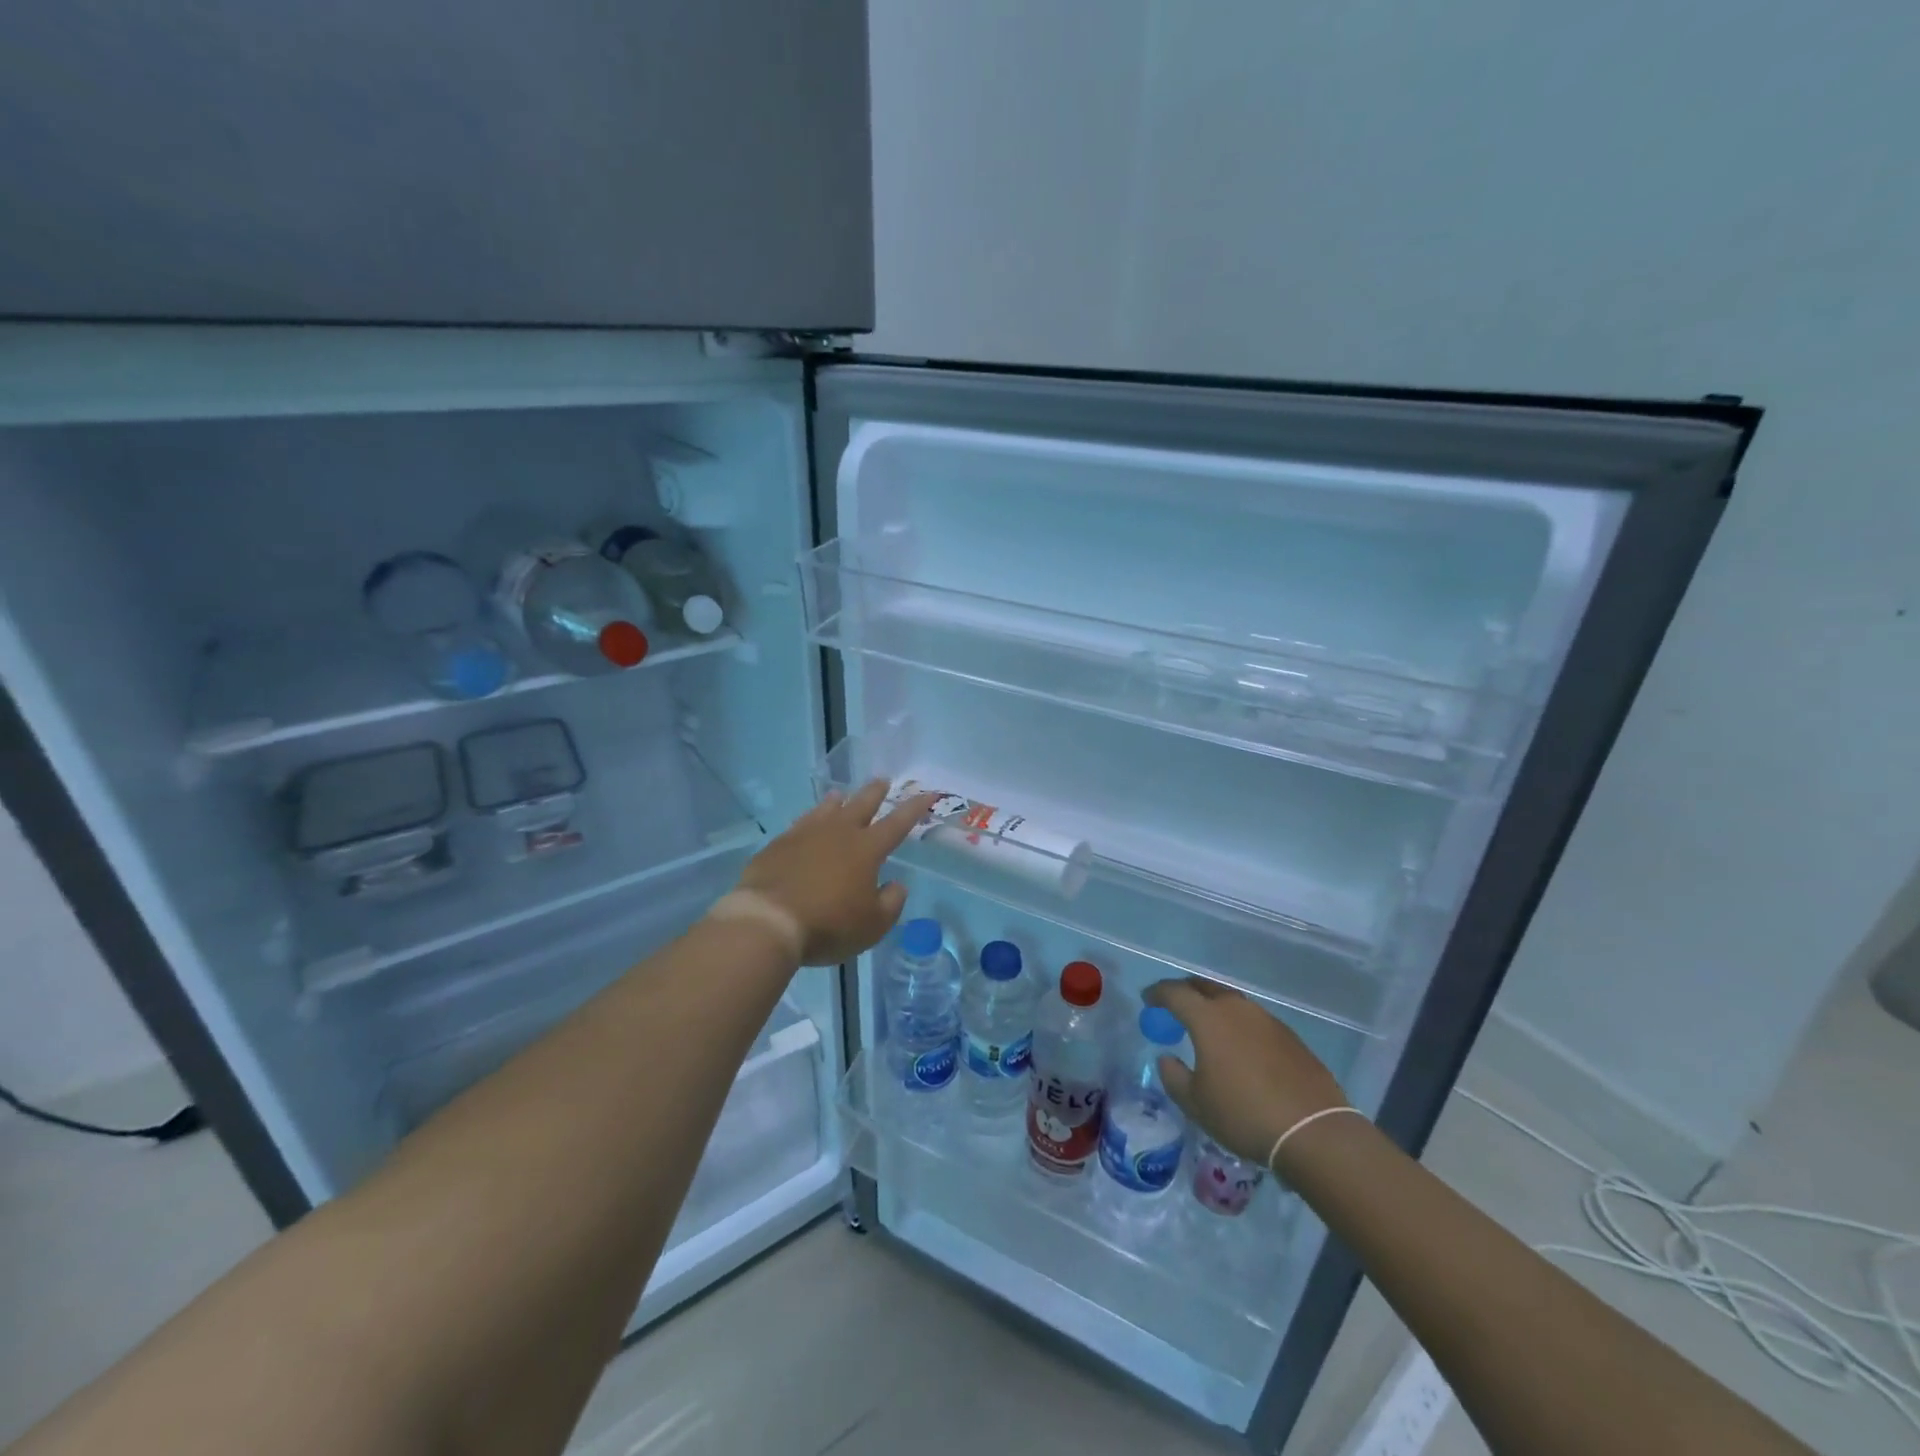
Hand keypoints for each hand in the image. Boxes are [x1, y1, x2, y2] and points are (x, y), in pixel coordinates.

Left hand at [733, 780, 937, 965]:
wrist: (768, 920)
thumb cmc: (828, 924)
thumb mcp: (873, 925)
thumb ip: (891, 902)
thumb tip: (897, 884)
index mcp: (867, 849)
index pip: (898, 823)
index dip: (915, 808)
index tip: (928, 793)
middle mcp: (839, 833)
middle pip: (861, 804)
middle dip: (876, 792)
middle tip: (883, 780)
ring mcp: (806, 834)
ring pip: (827, 809)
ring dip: (838, 800)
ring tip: (841, 794)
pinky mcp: (779, 844)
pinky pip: (801, 824)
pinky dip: (810, 819)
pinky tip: (807, 822)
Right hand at [1144, 978, 1348, 1165]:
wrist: (1313, 1131)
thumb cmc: (1244, 1114)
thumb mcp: (1196, 1104)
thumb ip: (1173, 1076)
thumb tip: (1167, 1058)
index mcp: (1208, 1018)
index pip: (1174, 993)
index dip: (1157, 994)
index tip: (1148, 1001)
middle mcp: (1236, 1009)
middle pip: (1204, 987)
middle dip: (1185, 991)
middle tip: (1174, 1005)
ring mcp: (1267, 1020)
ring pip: (1232, 1001)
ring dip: (1214, 1007)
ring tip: (1207, 1026)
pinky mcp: (1289, 1036)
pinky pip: (1254, 1020)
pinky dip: (1238, 1024)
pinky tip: (1239, 1047)